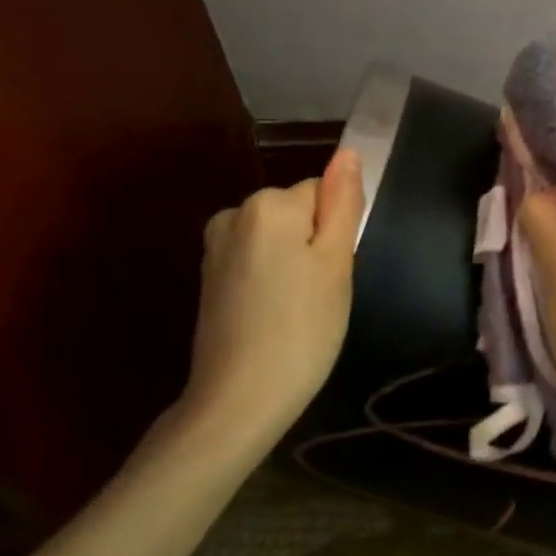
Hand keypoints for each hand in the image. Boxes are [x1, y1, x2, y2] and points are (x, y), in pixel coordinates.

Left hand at [177, 147, 362, 446]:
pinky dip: (268, 279)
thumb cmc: (301, 330)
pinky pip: (255, 259)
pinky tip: (270, 316)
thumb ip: (343, 203)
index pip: (323, 193)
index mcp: (268, 205)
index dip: (334, 233)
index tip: (330, 275)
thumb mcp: (335, 264)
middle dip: (312, 246)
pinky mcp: (208, 276)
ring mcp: (216, 246)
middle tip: (317, 296)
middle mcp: (235, 213)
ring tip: (295, 310)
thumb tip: (347, 153)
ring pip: (277, 237)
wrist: (236, 403)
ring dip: (291, 264)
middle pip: (297, 212)